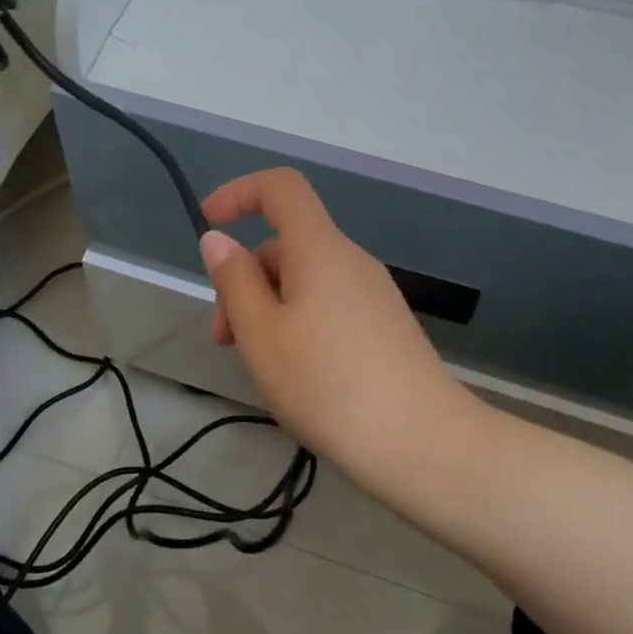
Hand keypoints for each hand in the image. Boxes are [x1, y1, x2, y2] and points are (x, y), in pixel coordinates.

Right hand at [199, 169, 461, 462]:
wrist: (423, 446)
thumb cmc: (327, 384)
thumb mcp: (261, 334)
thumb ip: (234, 281)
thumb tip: (218, 240)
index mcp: (320, 249)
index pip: (282, 188)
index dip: (240, 193)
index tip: (209, 223)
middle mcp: (351, 261)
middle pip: (286, 245)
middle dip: (244, 279)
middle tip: (224, 340)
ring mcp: (373, 295)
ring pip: (305, 281)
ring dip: (268, 308)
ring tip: (258, 366)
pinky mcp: (385, 327)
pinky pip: (328, 305)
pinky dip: (298, 323)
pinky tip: (296, 374)